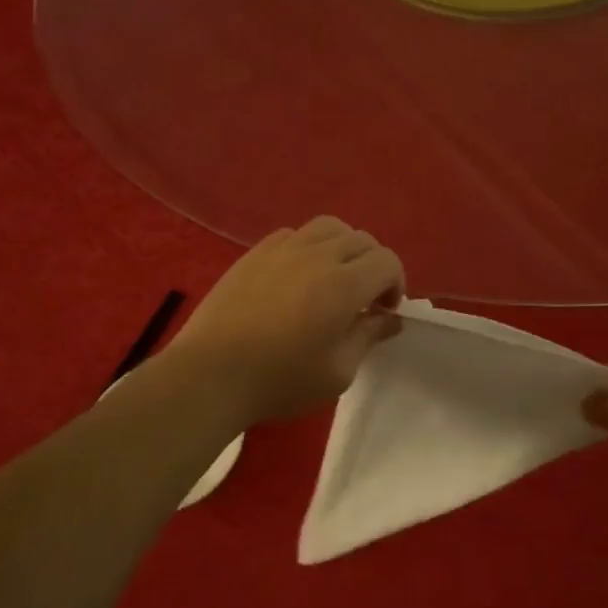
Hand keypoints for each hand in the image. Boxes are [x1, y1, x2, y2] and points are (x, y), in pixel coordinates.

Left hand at [165, 217, 404, 425]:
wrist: (211, 374)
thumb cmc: (280, 380)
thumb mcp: (337, 372)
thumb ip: (368, 337)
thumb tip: (390, 318)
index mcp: (344, 284)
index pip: (387, 261)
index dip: (395, 283)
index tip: (383, 312)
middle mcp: (317, 255)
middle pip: (362, 240)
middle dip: (372, 266)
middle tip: (362, 300)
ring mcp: (283, 248)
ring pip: (328, 227)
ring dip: (342, 248)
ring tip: (332, 278)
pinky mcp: (255, 252)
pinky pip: (294, 234)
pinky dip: (308, 246)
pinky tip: (297, 275)